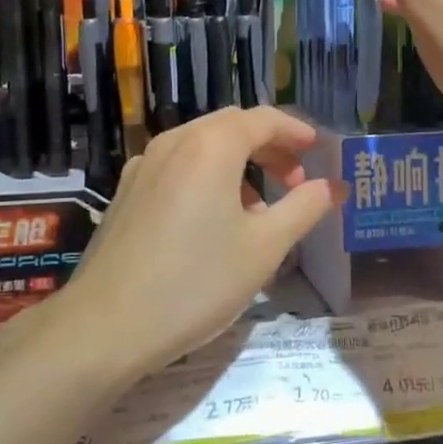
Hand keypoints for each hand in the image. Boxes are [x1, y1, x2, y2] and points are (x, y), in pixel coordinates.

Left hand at [58, 107, 342, 376]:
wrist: (107, 324)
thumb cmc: (196, 282)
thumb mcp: (264, 247)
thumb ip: (304, 208)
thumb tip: (335, 186)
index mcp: (211, 145)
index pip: (263, 119)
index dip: (296, 131)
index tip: (319, 151)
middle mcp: (174, 141)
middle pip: (231, 126)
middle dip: (269, 147)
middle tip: (296, 182)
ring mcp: (144, 164)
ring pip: (202, 146)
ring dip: (238, 162)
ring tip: (259, 208)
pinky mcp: (127, 191)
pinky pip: (178, 166)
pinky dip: (207, 176)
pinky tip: (213, 220)